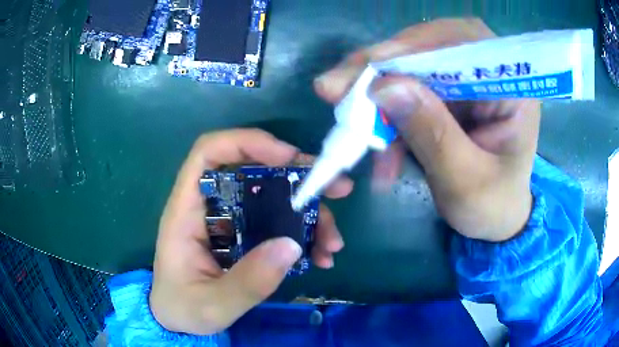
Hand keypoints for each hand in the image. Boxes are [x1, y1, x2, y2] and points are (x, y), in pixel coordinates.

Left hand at [150, 129, 352, 334]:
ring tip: (332, 244)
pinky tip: (321, 256)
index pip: (209, 153)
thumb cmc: (183, 307)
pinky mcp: (245, 236)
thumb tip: (291, 245)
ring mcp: (230, 221)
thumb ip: (247, 281)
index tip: (288, 158)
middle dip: (298, 175)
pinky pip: (279, 224)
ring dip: (309, 213)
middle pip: (253, 170)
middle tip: (337, 189)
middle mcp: (210, 207)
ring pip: (274, 198)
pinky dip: (304, 234)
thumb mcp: (212, 304)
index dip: (247, 143)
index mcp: (187, 211)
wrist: (179, 320)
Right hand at [314, 18, 539, 241]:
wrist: (497, 219)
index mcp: (512, 88)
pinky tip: (375, 142)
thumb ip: (432, 134)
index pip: (461, 44)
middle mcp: (489, 72)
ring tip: (350, 123)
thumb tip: (383, 87)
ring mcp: (466, 80)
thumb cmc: (492, 207)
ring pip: (412, 67)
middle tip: (336, 87)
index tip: (367, 68)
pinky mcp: (449, 93)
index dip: (412, 48)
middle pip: (429, 47)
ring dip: (378, 93)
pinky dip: (386, 113)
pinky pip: (409, 90)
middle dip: (382, 67)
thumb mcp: (465, 181)